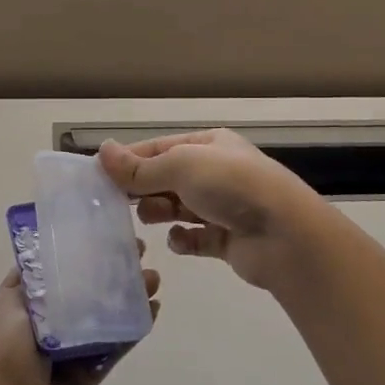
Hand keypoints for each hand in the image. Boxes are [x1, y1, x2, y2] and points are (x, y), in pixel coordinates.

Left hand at [0, 259, 159, 384]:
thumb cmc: (2, 367)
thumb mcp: (4, 314)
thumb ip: (32, 287)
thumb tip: (49, 263)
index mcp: (11, 309)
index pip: (42, 271)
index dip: (68, 250)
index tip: (97, 230)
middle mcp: (38, 327)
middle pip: (76, 290)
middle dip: (104, 269)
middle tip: (135, 249)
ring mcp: (65, 352)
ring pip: (100, 316)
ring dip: (125, 295)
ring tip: (152, 276)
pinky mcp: (88, 376)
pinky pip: (113, 346)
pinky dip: (132, 327)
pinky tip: (152, 309)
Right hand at [98, 129, 328, 291]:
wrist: (285, 235)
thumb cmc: (231, 186)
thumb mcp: (180, 166)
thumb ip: (139, 166)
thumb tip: (101, 151)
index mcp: (209, 144)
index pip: (159, 147)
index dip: (130, 160)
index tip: (99, 176)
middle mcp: (217, 172)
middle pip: (167, 178)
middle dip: (144, 189)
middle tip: (119, 203)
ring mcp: (224, 206)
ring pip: (179, 207)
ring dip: (161, 212)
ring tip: (150, 219)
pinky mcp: (228, 239)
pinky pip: (195, 238)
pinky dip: (183, 240)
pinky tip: (178, 241)